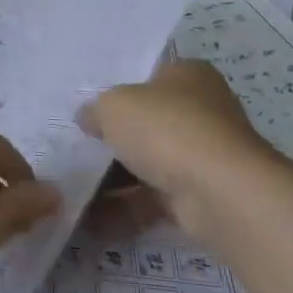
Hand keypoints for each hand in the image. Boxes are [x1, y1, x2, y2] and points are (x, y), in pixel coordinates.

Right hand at [78, 61, 274, 228]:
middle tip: (76, 146)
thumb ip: (95, 110)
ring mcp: (203, 156)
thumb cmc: (165, 129)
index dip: (118, 90)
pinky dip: (125, 208)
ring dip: (114, 178)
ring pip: (149, 163)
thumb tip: (88, 118)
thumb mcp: (113, 106)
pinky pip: (153, 199)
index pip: (149, 76)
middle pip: (147, 122)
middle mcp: (202, 111)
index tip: (88, 108)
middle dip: (114, 138)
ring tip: (74, 185)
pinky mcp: (200, 195)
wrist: (218, 193)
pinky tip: (90, 217)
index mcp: (188, 75)